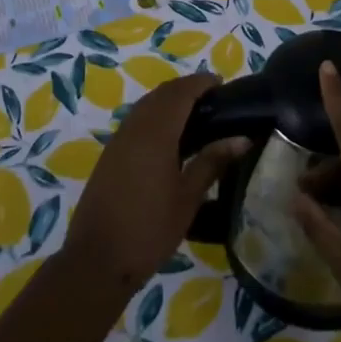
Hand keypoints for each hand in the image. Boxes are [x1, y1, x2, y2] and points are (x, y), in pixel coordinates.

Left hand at [62, 72, 246, 298]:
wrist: (98, 258)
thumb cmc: (149, 228)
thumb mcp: (188, 197)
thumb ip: (212, 162)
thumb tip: (242, 139)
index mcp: (156, 132)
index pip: (180, 92)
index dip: (200, 83)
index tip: (221, 83)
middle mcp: (134, 127)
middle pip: (161, 94)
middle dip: (186, 88)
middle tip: (213, 99)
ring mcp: (118, 140)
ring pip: (146, 105)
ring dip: (168, 101)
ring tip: (195, 115)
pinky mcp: (110, 154)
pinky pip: (136, 120)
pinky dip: (155, 115)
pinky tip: (169, 137)